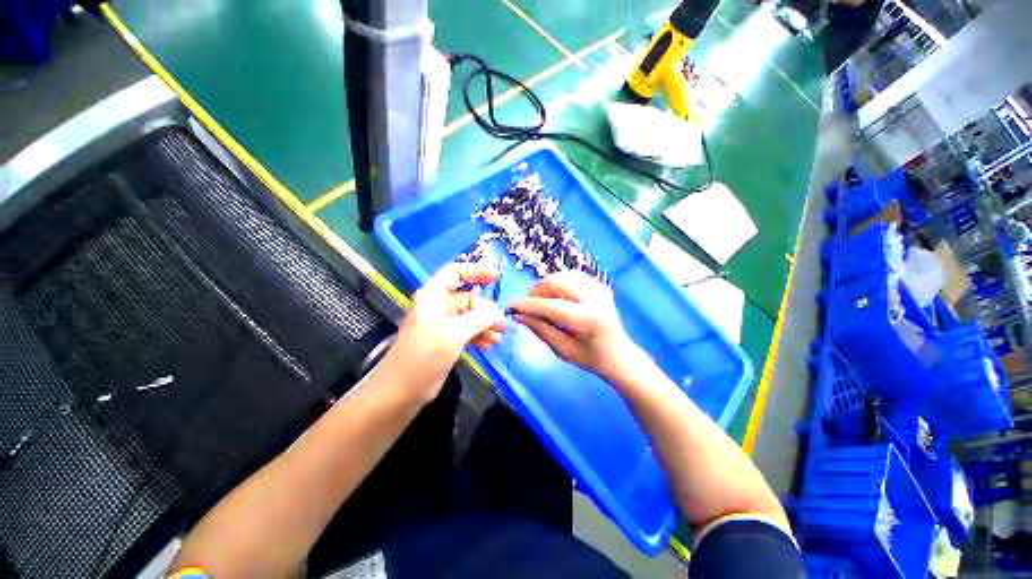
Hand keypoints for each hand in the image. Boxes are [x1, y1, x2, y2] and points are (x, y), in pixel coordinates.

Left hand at [381, 262, 506, 402]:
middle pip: (467, 299)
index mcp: (433, 296)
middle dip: (487, 310)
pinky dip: (478, 335)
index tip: (497, 277)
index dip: (476, 271)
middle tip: (503, 323)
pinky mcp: (445, 340)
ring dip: (485, 325)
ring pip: (469, 317)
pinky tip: (489, 345)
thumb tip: (498, 312)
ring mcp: (442, 324)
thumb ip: (478, 319)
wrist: (401, 390)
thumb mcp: (454, 333)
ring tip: (498, 337)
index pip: (455, 273)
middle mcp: (437, 306)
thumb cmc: (424, 355)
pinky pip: (466, 331)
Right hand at [508, 271, 636, 381]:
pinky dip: (558, 283)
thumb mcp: (563, 350)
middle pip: (556, 282)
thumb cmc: (591, 358)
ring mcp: (598, 288)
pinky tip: (555, 296)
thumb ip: (540, 329)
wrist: (620, 353)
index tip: (511, 305)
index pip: (551, 306)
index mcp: (587, 319)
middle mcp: (594, 298)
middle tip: (528, 306)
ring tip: (541, 302)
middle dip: (536, 292)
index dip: (528, 304)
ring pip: (562, 275)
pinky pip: (571, 276)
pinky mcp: (599, 284)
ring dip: (546, 286)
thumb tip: (518, 315)